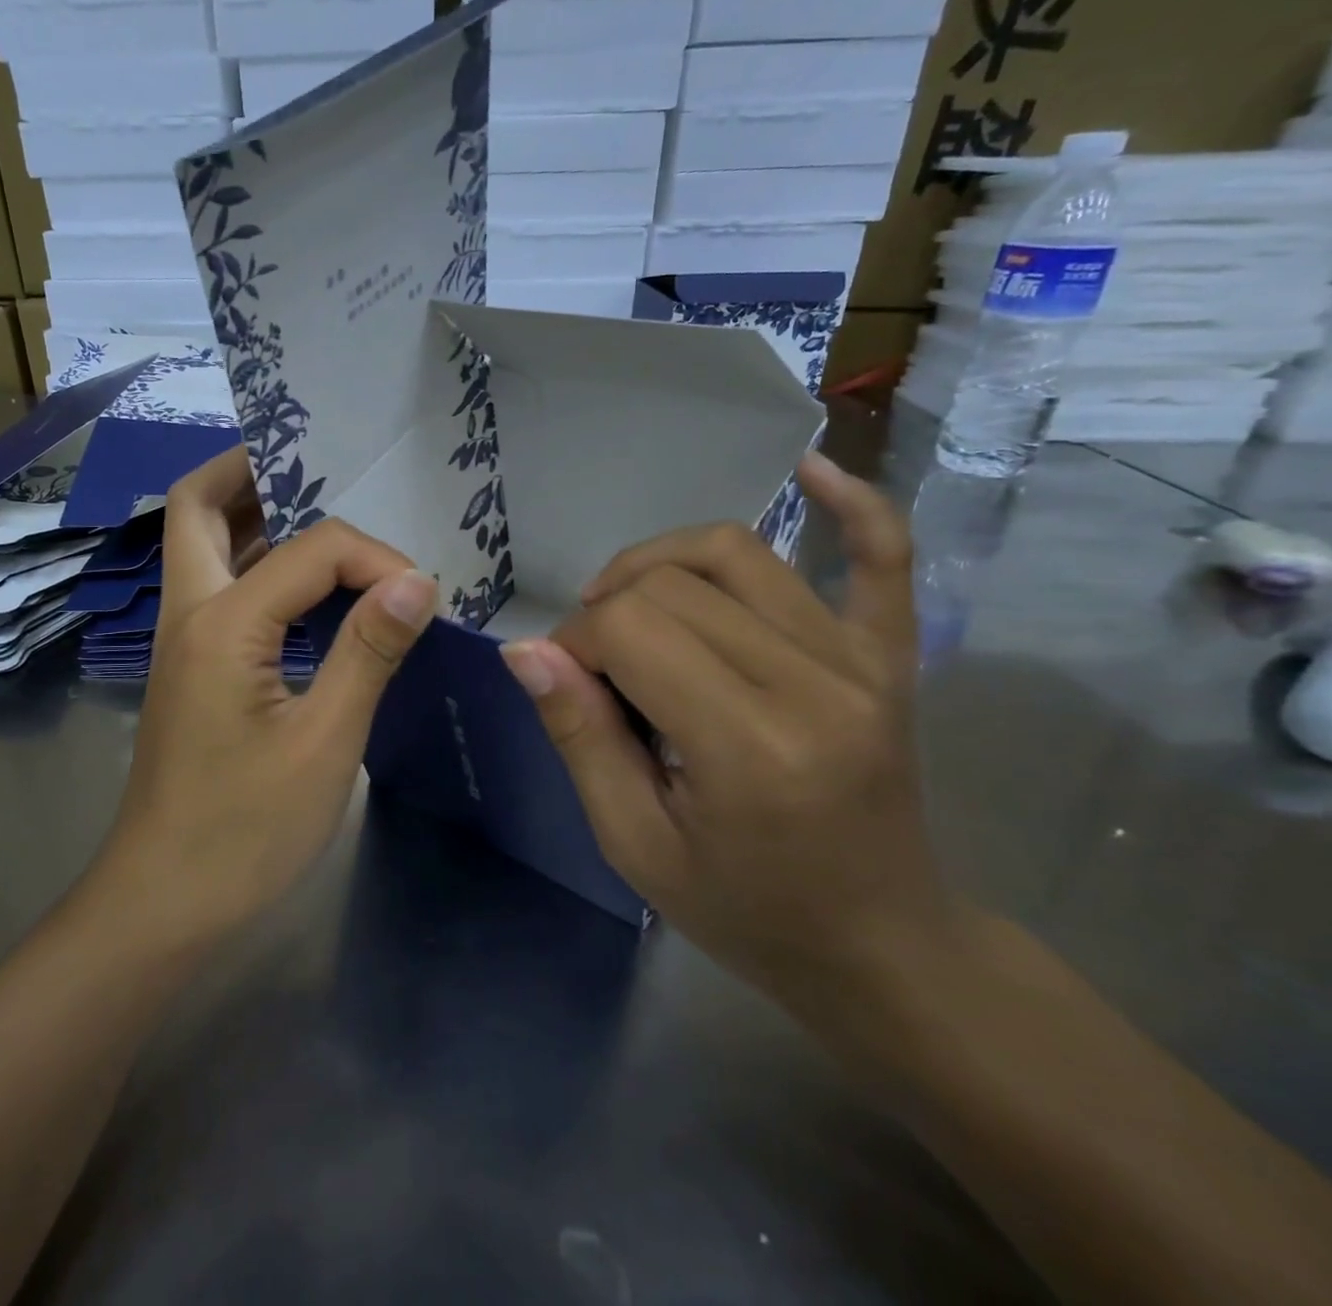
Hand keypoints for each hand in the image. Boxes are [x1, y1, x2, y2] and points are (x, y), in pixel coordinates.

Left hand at [98, 447, 437, 947]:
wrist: (164, 903)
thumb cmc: (246, 831)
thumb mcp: (325, 741)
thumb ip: (368, 652)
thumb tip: (418, 582)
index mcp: (221, 623)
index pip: (313, 549)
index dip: (376, 559)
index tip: (422, 597)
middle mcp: (190, 614)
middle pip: (198, 507)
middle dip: (251, 470)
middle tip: (318, 465)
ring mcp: (183, 641)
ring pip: (204, 544)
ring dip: (253, 513)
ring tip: (321, 508)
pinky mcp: (194, 669)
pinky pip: (223, 588)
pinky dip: (259, 563)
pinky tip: (309, 587)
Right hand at [499, 454, 951, 1001]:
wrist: (881, 949)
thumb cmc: (747, 912)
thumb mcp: (635, 844)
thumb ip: (580, 737)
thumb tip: (527, 650)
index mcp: (750, 745)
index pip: (632, 628)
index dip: (576, 642)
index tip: (566, 684)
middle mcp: (815, 683)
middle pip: (676, 583)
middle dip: (608, 608)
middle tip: (594, 665)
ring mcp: (862, 662)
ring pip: (740, 553)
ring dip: (663, 561)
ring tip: (632, 600)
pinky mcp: (891, 658)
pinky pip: (883, 560)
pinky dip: (852, 506)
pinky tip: (813, 470)